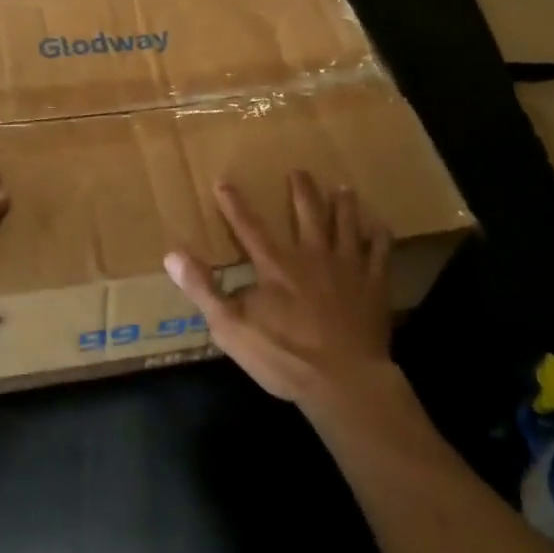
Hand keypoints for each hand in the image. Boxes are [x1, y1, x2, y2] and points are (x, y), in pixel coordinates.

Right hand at [163, 171, 393, 406]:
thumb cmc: (284, 356)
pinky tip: (379, 225)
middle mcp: (311, 255)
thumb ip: (202, 288)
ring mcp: (347, 267)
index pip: (248, 226)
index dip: (234, 203)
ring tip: (342, 187)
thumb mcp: (230, 327)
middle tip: (299, 171)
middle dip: (301, 190)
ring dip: (343, 204)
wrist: (344, 381)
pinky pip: (380, 252)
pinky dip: (379, 235)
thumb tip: (173, 253)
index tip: (223, 181)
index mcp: (275, 265)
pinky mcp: (373, 285)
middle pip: (307, 213)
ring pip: (345, 224)